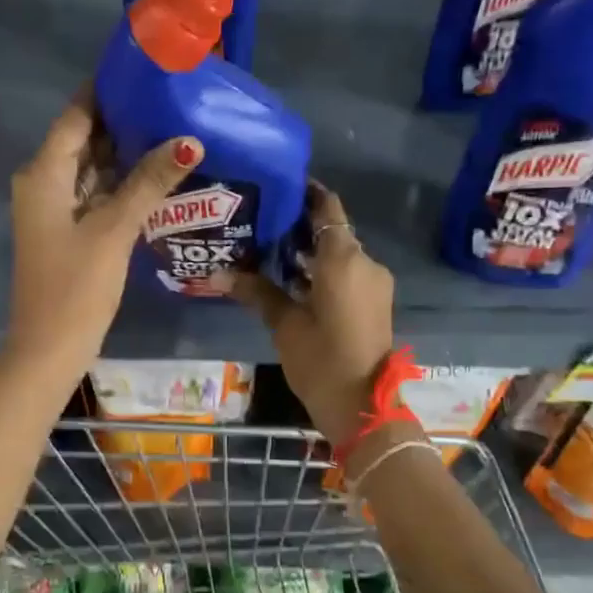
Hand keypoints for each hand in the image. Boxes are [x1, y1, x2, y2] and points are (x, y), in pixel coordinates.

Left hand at [6, 93, 202, 372]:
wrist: (49, 348)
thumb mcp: (114, 229)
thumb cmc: (76, 286)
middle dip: (123, 120)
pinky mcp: (68, 231)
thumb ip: (149, 182)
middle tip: (171, 99)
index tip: (145, 70)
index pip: (76, 115)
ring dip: (126, 152)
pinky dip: (121, 183)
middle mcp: (44, 183)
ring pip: (92, 168)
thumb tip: (189, 139)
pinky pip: (96, 194)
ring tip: (172, 128)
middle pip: (84, 138)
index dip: (106, 90)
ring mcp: (55, 209)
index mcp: (44, 174)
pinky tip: (157, 175)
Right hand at [233, 185, 394, 445]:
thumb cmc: (321, 360)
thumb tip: (219, 274)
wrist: (363, 406)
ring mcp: (373, 284)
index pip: (328, 208)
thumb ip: (257, 291)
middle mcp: (364, 262)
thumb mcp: (284, 324)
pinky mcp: (373, 303)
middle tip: (260, 221)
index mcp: (344, 259)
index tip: (277, 187)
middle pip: (332, 230)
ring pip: (339, 254)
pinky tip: (290, 280)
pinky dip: (322, 271)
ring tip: (268, 250)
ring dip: (310, 251)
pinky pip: (346, 274)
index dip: (306, 193)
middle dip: (300, 225)